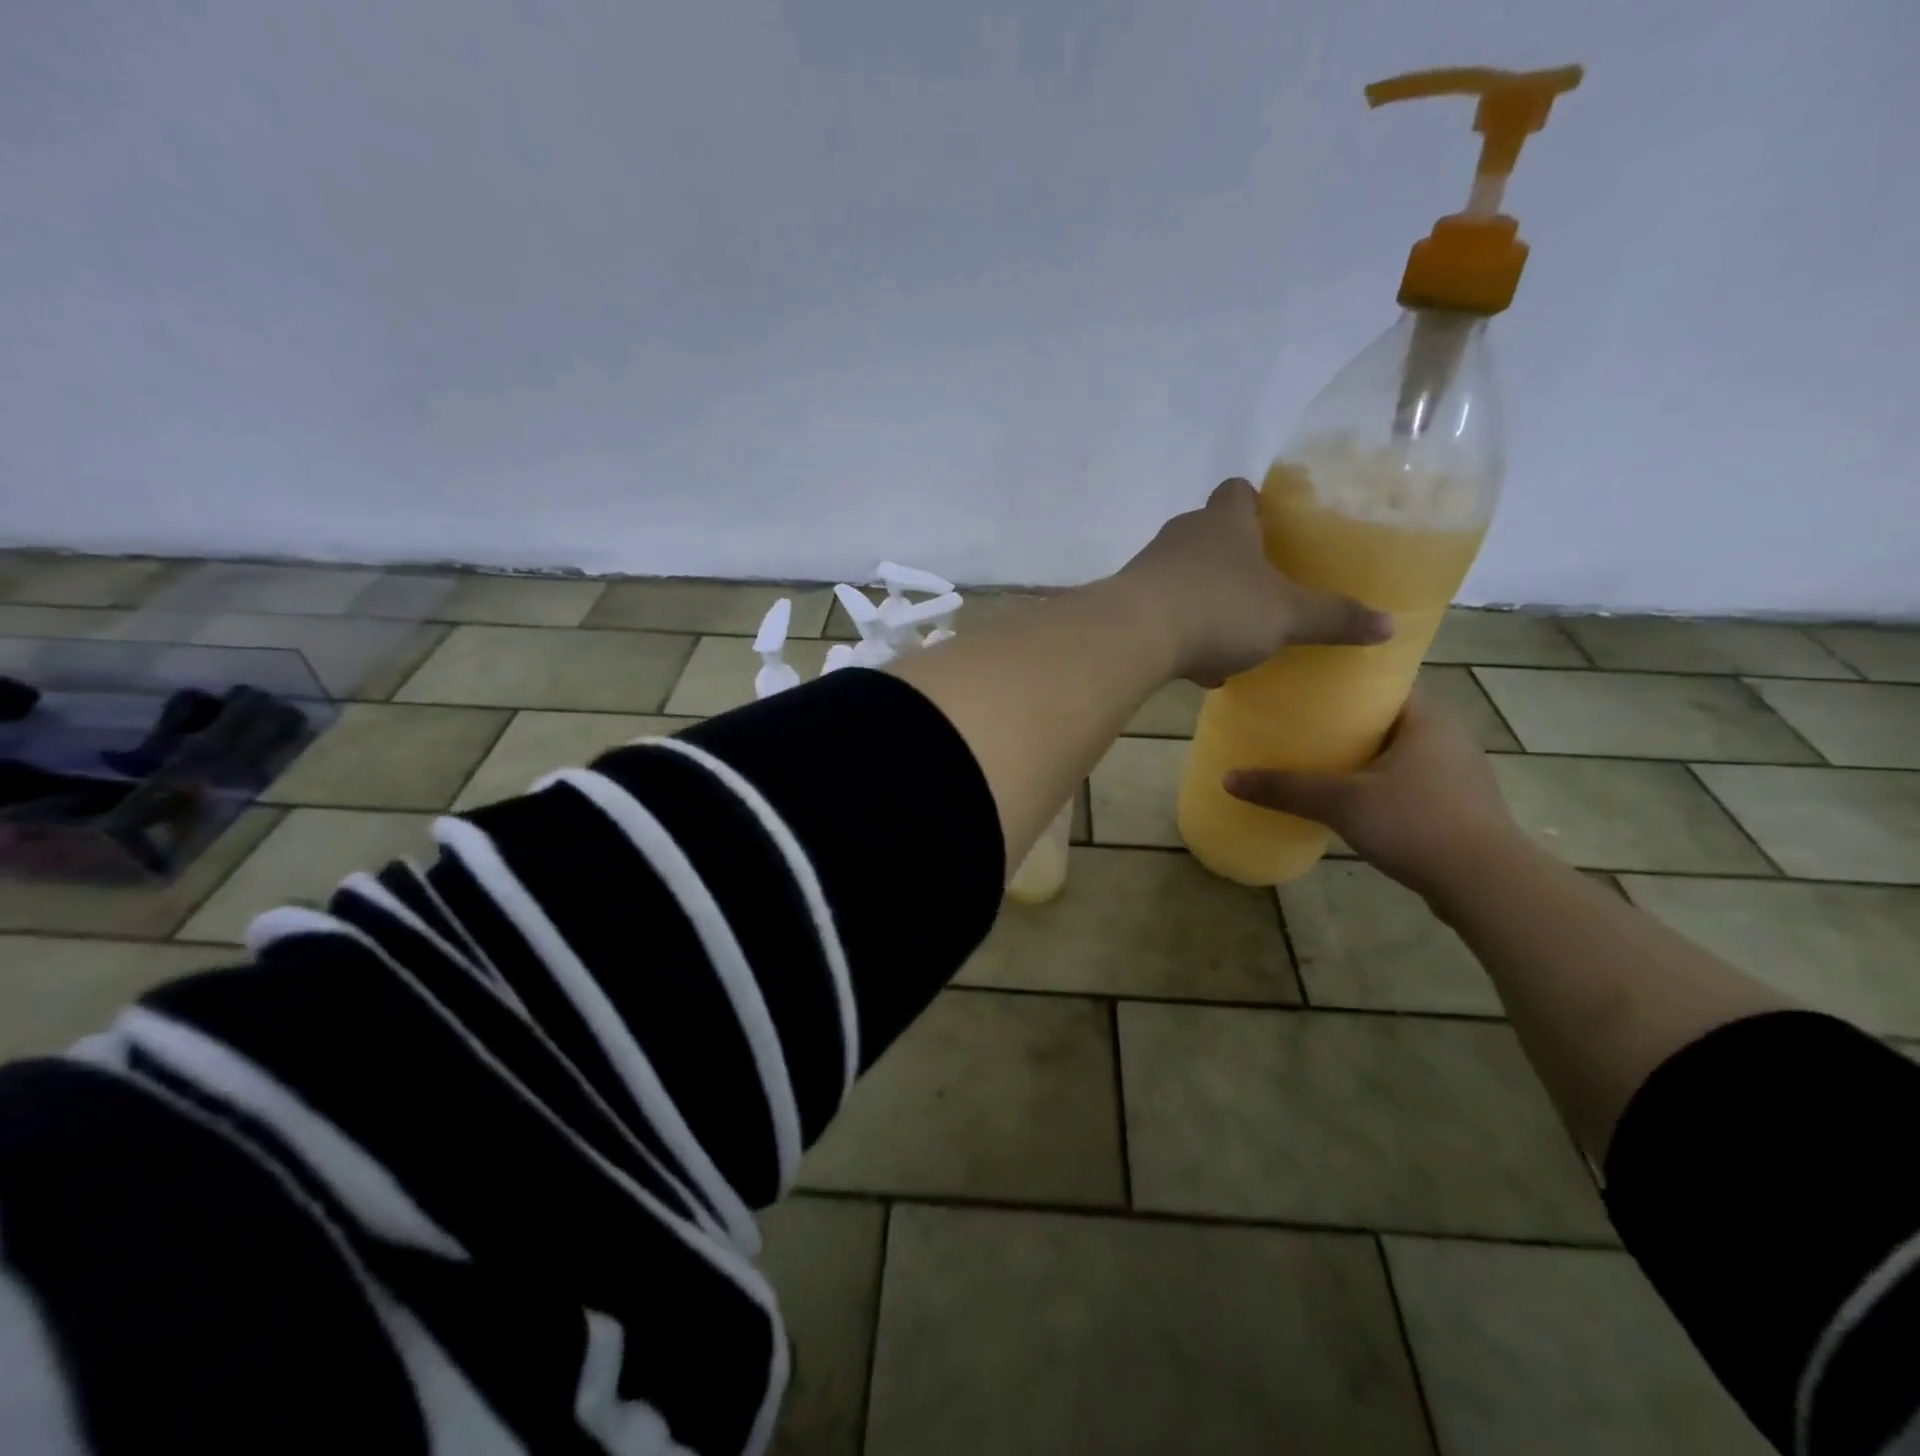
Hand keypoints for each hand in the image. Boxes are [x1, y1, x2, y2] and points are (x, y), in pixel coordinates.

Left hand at [1115, 478, 1390, 686]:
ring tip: (1234, 640)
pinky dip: (1181, 634)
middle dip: (1235, 562)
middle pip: (1211, 535)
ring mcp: (1150, 567)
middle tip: (1263, 591)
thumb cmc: (1218, 610)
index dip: (1258, 505)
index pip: (1239, 491)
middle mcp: (1183, 533)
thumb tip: (1389, 625)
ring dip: (1208, 603)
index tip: (1276, 531)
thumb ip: (1334, 618)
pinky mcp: (1127, 602)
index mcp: (1224, 521)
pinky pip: (1163, 612)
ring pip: (1186, 578)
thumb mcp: (1286, 617)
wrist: (1133, 636)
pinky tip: (1197, 668)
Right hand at [1223, 692, 1525, 898]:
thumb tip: (1228, 778)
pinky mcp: (1457, 807)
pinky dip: (1380, 784)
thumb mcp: (1342, 802)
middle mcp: (1447, 737)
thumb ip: (1286, 788)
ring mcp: (1457, 774)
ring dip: (1363, 757)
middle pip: (1387, 718)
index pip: (1383, 683)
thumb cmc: (1416, 822)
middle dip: (1346, 723)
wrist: (1487, 884)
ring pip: (1399, 753)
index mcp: (1427, 718)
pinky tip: (1351, 800)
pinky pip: (1409, 782)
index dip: (1345, 683)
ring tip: (1317, 761)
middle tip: (1300, 725)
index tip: (1306, 689)